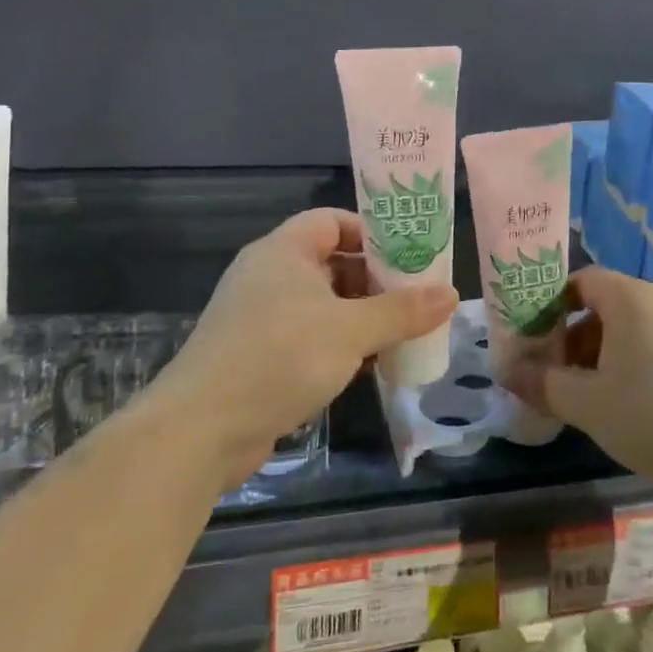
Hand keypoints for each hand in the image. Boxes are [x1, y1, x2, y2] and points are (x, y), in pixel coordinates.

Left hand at [155, 208, 458, 486]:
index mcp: (284, 252)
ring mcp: (260, 318)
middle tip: (417, 296)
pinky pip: (309, 337)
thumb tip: (451, 293)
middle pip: (332, 263)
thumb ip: (402, 311)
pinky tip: (370, 364)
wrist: (201, 430)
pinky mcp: (258, 357)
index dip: (372, 232)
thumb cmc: (280, 357)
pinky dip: (339, 344)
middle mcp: (269, 276)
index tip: (410, 253)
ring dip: (361, 316)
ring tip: (404, 330)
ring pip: (323, 304)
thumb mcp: (351, 330)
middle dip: (375, 279)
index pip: (332, 221)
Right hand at [507, 267, 652, 487]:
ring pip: (636, 326)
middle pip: (607, 304)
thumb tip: (508, 374)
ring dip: (607, 352)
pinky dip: (640, 362)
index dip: (552, 305)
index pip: (581, 280)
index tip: (537, 339)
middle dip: (577, 336)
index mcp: (629, 298)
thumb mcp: (589, 406)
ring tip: (597, 395)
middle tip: (562, 375)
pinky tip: (641, 405)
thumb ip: (544, 386)